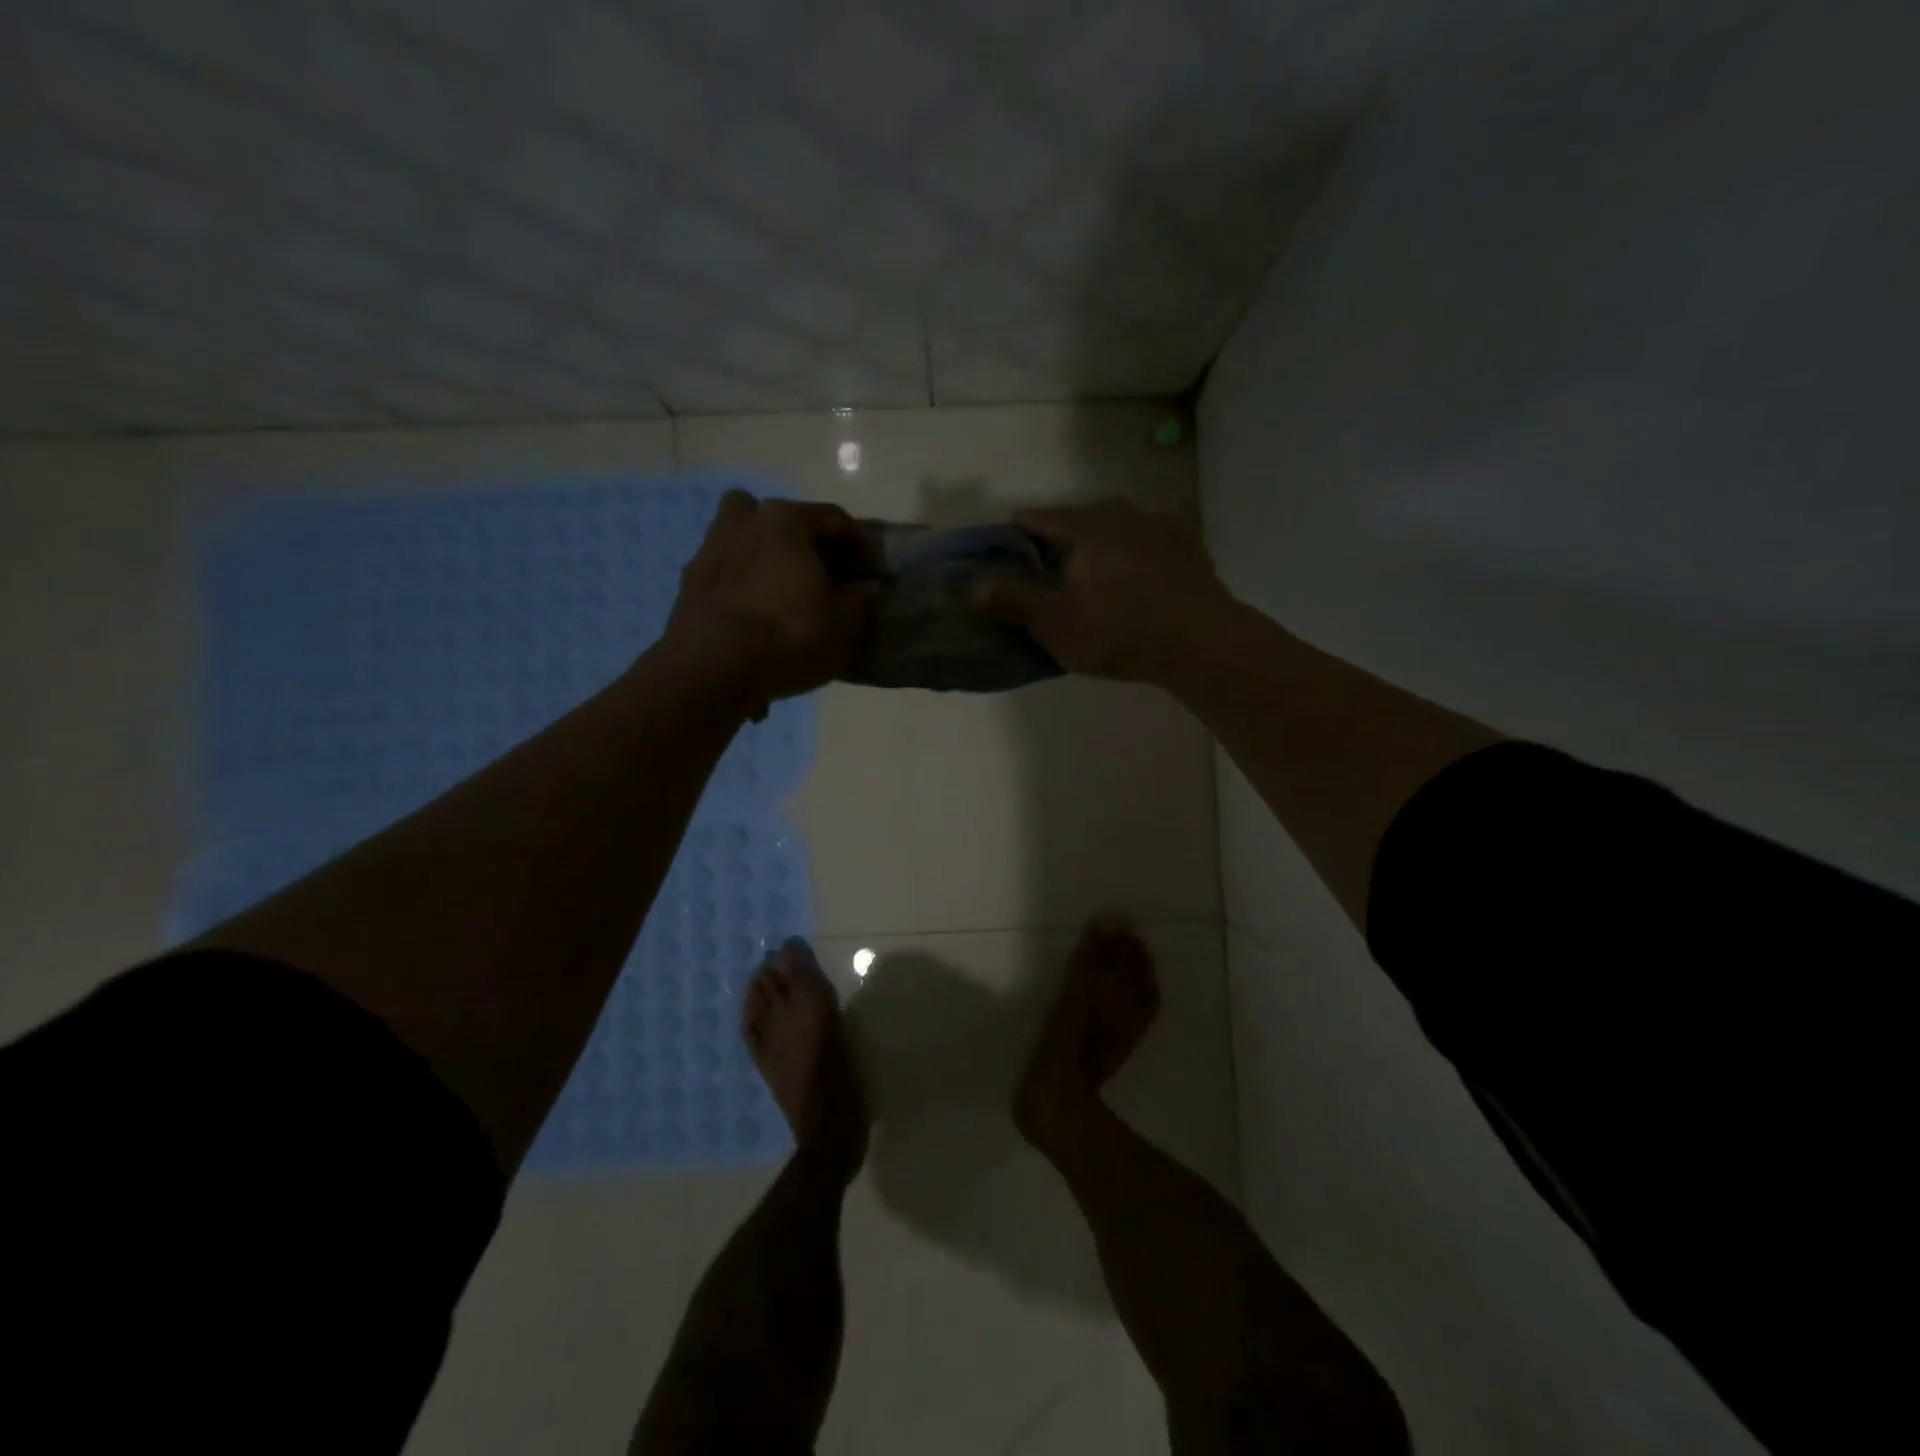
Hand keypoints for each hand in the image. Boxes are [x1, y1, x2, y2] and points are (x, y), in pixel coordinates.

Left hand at [664, 492, 876, 715]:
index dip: (858, 541)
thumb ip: (858, 601)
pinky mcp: (690, 580)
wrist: (712, 669)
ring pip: (743, 533)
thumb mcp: (842, 627)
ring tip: (781, 584)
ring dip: (763, 549)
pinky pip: (725, 567)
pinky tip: (753, 608)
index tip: (871, 567)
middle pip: (781, 516)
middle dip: (804, 537)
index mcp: (786, 522)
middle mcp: (745, 522)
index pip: (833, 517)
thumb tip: (867, 587)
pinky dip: (741, 578)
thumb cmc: (788, 638)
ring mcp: (711, 548)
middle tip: (821, 569)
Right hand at [975, 498, 1232, 685]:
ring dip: (1100, 543)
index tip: (1008, 548)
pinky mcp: (1188, 546)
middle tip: (1050, 568)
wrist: (1201, 642)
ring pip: (1116, 527)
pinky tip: (1136, 579)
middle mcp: (1121, 514)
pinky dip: (1134, 555)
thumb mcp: (1055, 624)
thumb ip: (1013, 601)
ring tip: (1094, 573)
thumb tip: (974, 585)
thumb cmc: (1118, 632)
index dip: (1018, 532)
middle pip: (1079, 518)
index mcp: (1084, 526)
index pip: (1039, 518)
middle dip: (1061, 538)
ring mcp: (1160, 526)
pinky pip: (1148, 543)